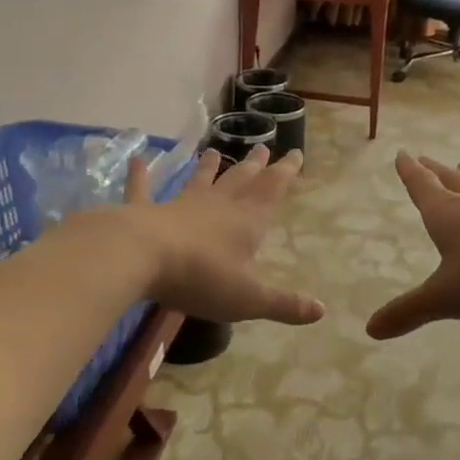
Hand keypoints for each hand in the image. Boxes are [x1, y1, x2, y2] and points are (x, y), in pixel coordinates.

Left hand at [123, 146, 323, 325]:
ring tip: (214, 150)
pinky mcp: (145, 211)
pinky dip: (140, 175)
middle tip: (263, 147)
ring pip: (199, 181)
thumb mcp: (249, 298)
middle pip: (240, 180)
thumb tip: (321, 311)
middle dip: (254, 166)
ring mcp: (179, 205)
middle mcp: (216, 206)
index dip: (285, 172)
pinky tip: (137, 159)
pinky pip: (143, 189)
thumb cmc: (201, 277)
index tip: (296, 153)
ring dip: (207, 167)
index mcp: (246, 221)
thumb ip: (284, 304)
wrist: (142, 257)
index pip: (272, 190)